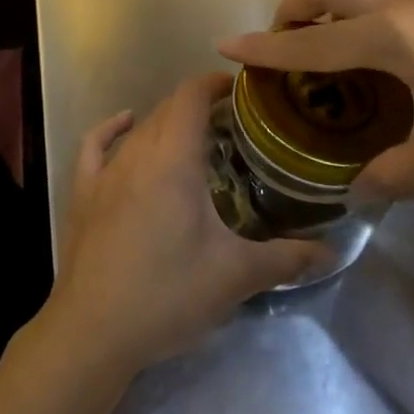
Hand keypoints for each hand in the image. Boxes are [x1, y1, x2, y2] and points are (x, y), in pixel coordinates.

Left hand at [48, 73, 333, 373]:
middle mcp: (137, 154)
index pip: (190, 98)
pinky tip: (124, 124)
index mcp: (173, 160)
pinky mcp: (82, 193)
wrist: (94, 330)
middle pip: (167, 110)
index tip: (240, 88)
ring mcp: (104, 172)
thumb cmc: (168, 295)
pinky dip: (111, 128)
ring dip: (166, 122)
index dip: (213, 83)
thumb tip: (331, 251)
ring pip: (138, 129)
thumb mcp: (235, 276)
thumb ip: (286, 259)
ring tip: (194, 134)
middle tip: (231, 120)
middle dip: (197, 104)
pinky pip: (95, 146)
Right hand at [218, 0, 413, 199]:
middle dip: (293, 11)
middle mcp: (400, 0)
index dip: (262, 47)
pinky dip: (362, 7)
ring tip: (330, 46)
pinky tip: (390, 47)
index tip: (225, 44)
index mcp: (388, 35)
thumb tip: (357, 192)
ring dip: (329, 5)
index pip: (306, 42)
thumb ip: (397, 175)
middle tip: (284, 46)